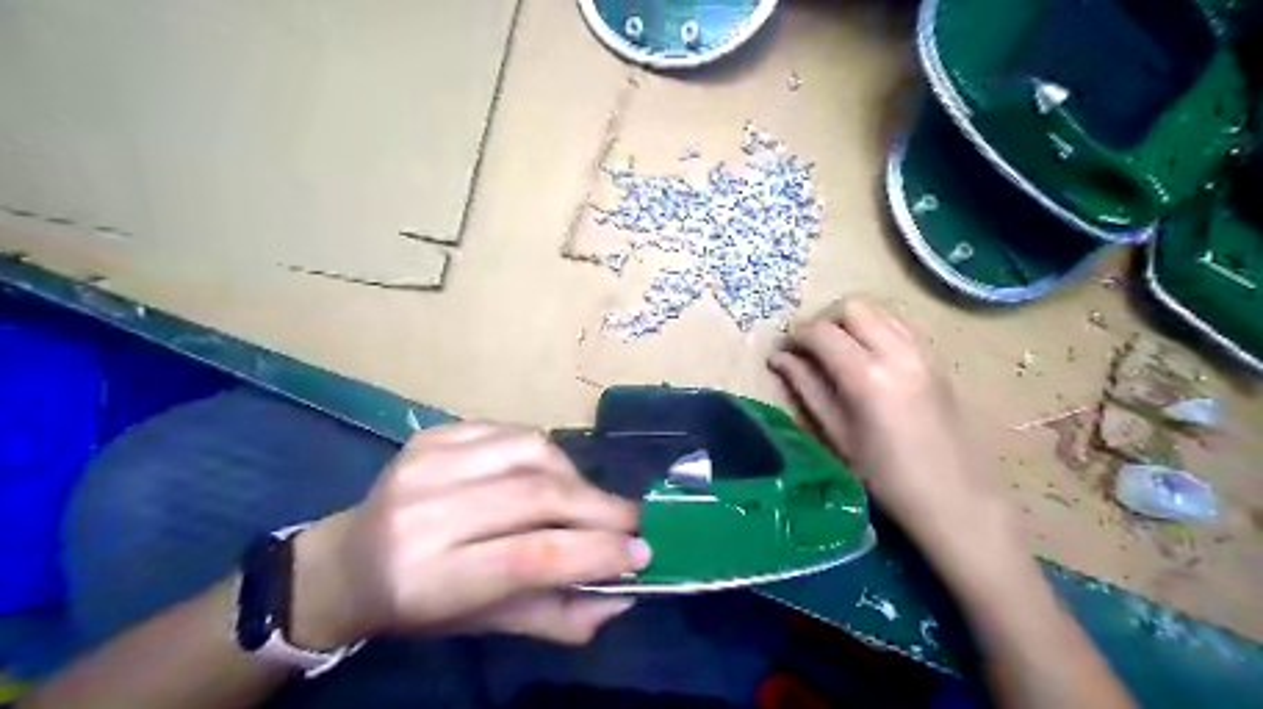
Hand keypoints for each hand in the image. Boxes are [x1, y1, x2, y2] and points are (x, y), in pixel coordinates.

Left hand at [286, 424, 646, 650]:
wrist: (347, 561)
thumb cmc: (417, 606)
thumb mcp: (484, 625)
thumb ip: (557, 615)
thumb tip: (622, 595)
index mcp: (428, 578)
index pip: (529, 556)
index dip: (595, 552)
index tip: (640, 552)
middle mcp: (424, 513)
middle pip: (537, 497)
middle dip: (599, 509)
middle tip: (631, 522)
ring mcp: (426, 463)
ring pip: (532, 452)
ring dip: (576, 477)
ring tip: (588, 501)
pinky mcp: (433, 435)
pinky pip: (512, 431)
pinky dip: (546, 453)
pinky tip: (551, 475)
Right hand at [765, 297, 1012, 549]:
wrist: (956, 498)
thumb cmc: (886, 477)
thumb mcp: (837, 435)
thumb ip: (807, 388)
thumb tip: (779, 359)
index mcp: (868, 377)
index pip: (822, 332)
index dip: (796, 337)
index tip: (783, 353)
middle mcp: (898, 353)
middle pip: (852, 308)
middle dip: (824, 322)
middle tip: (810, 351)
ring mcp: (922, 352)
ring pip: (879, 311)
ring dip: (851, 322)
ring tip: (837, 352)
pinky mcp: (936, 359)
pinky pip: (900, 325)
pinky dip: (877, 328)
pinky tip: (868, 357)